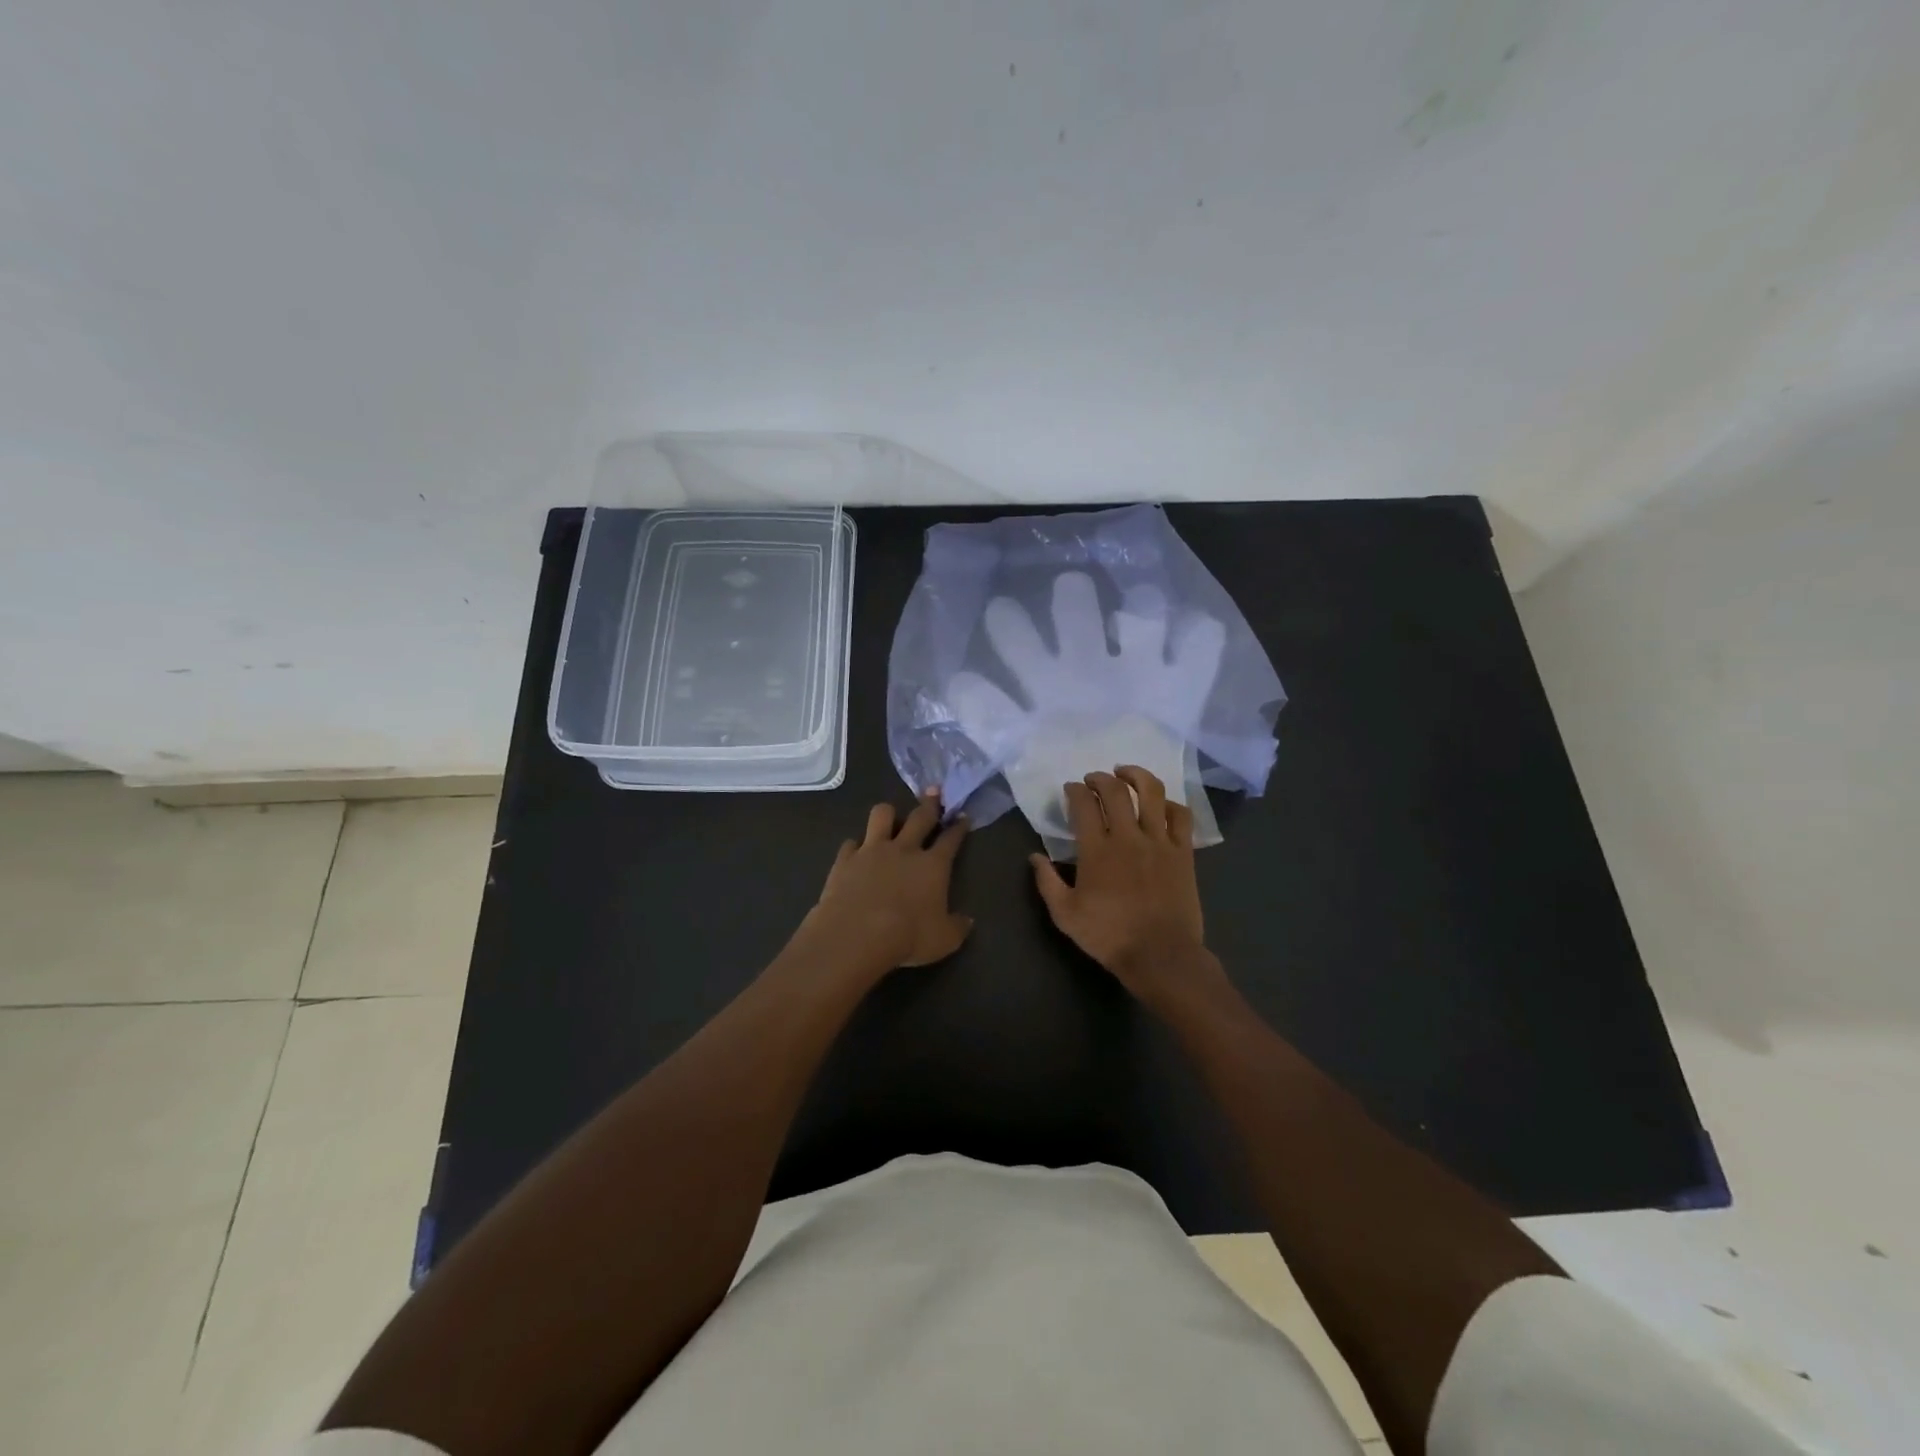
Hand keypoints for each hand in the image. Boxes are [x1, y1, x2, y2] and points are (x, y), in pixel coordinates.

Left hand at [802, 791, 971, 974]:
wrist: (856, 935)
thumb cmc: (907, 937)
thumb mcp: (944, 940)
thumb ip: (957, 927)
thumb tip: (967, 921)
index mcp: (933, 866)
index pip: (951, 840)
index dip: (959, 827)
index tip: (963, 817)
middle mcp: (904, 850)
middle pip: (920, 817)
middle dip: (930, 803)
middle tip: (934, 791)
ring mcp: (872, 851)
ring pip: (882, 815)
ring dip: (888, 814)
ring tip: (890, 816)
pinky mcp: (845, 859)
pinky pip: (851, 843)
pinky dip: (855, 847)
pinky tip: (855, 852)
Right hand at [1029, 766, 1225, 1009]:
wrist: (1160, 955)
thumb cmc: (1109, 936)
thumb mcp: (1065, 915)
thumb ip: (1047, 882)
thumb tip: (1034, 857)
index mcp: (1096, 850)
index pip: (1084, 804)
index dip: (1075, 790)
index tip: (1071, 789)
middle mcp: (1128, 837)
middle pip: (1116, 791)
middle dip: (1101, 778)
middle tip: (1093, 779)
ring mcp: (1159, 842)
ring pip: (1151, 793)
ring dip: (1136, 776)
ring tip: (1126, 773)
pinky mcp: (1183, 853)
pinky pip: (1180, 816)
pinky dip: (1170, 803)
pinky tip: (1161, 804)